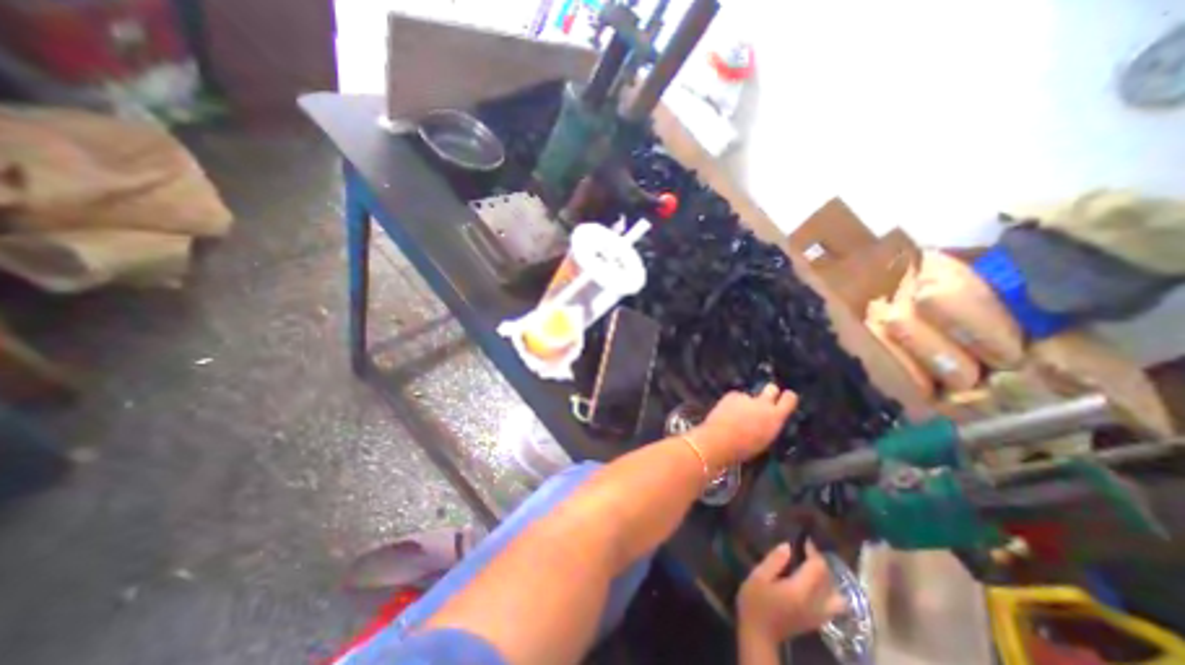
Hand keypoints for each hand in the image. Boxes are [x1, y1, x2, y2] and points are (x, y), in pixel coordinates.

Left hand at [697, 385, 795, 466]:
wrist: (719, 440)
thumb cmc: (743, 448)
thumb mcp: (765, 439)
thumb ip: (769, 424)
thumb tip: (769, 419)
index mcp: (775, 417)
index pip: (790, 398)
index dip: (787, 398)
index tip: (783, 399)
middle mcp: (763, 403)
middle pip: (772, 388)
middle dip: (769, 392)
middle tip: (762, 402)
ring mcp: (746, 397)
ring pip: (750, 396)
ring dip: (746, 403)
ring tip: (735, 416)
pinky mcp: (731, 394)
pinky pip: (735, 397)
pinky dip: (732, 403)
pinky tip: (725, 413)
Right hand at [738, 543, 845, 646]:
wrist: (759, 634)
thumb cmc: (755, 602)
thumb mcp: (758, 576)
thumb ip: (774, 561)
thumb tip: (788, 546)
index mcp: (800, 591)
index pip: (817, 568)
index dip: (813, 551)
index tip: (804, 539)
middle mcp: (815, 604)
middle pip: (828, 579)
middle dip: (819, 562)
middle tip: (805, 550)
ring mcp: (818, 615)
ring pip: (836, 594)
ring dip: (827, 578)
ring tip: (812, 567)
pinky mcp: (817, 621)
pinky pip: (833, 605)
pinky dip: (829, 591)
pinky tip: (814, 584)